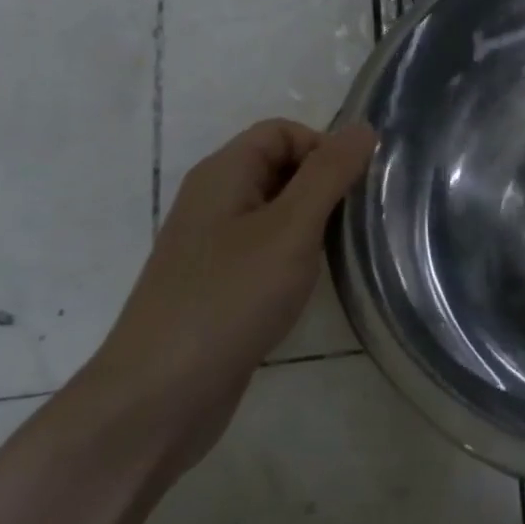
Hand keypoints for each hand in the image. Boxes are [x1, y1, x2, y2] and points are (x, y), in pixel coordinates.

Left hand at [80, 120, 376, 450]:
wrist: (159, 396)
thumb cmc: (229, 298)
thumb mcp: (290, 228)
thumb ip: (329, 174)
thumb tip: (364, 127)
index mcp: (223, 174)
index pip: (282, 131)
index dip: (323, 147)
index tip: (355, 186)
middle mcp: (214, 201)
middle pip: (279, 166)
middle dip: (322, 183)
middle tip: (357, 220)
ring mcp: (213, 245)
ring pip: (275, 210)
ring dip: (313, 221)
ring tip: (341, 251)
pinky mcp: (219, 284)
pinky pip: (266, 248)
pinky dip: (294, 254)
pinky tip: (310, 282)